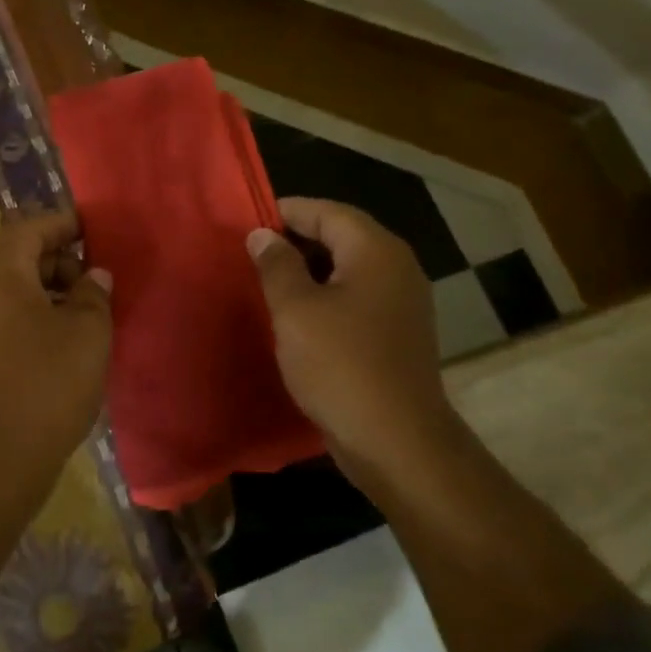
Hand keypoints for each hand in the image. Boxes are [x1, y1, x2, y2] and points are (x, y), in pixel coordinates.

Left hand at [0, 210, 113, 507]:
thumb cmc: (47, 382)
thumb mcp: (88, 331)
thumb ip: (93, 293)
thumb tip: (93, 276)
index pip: (31, 226)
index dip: (65, 224)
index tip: (95, 232)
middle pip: (16, 255)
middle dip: (58, 260)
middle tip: (94, 281)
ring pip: (10, 287)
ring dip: (46, 290)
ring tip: (84, 312)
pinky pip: (2, 315)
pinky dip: (31, 314)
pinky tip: (61, 339)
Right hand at [247, 198, 451, 468]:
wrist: (395, 440)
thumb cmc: (340, 365)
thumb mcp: (295, 310)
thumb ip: (276, 265)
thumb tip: (262, 234)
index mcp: (376, 251)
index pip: (328, 212)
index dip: (286, 211)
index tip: (248, 222)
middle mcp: (397, 268)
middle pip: (342, 236)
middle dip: (297, 239)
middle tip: (252, 251)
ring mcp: (402, 302)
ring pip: (349, 268)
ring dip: (309, 270)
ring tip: (267, 280)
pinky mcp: (398, 333)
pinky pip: (357, 297)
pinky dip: (326, 296)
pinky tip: (297, 315)